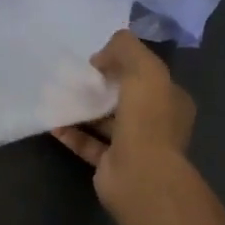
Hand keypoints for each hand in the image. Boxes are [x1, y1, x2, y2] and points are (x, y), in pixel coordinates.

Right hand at [50, 30, 194, 209]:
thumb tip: (102, 55)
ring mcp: (135, 147)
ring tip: (59, 95)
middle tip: (75, 75)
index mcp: (171, 101)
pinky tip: (53, 123)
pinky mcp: (112, 165)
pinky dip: (72, 134)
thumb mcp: (144, 68)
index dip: (125, 64)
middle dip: (102, 87)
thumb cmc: (148, 119)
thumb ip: (125, 49)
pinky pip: (89, 145)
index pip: (149, 76)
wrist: (140, 175)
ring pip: (106, 123)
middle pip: (126, 99)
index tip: (98, 58)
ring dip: (84, 110)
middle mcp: (157, 124)